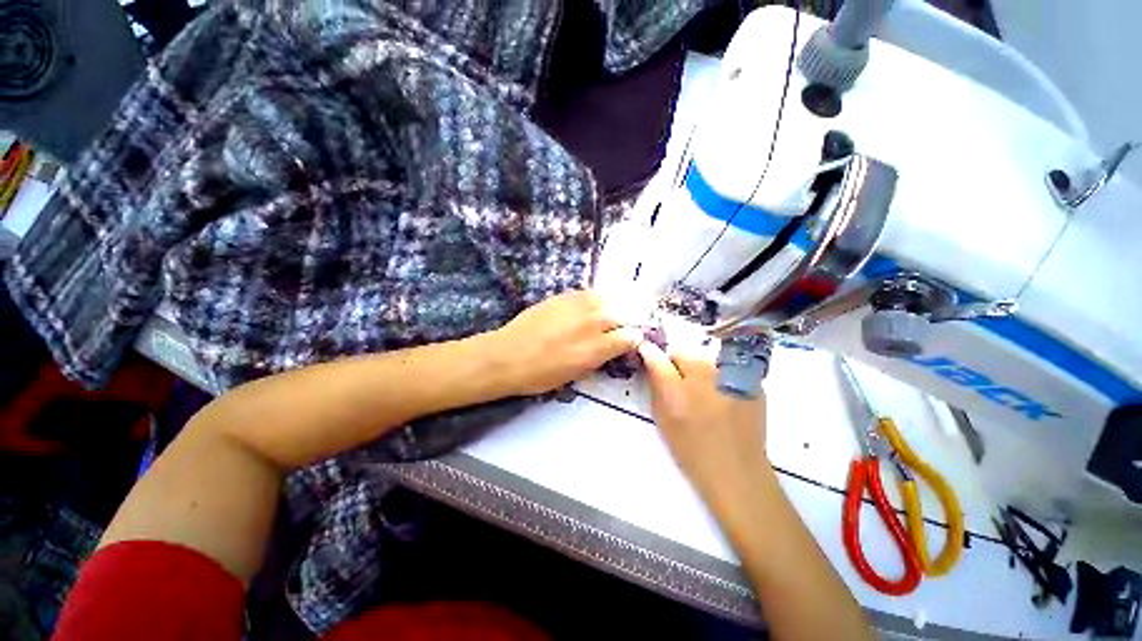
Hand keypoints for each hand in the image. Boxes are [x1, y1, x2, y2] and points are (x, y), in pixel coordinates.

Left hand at [492, 290, 640, 395]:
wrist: (508, 356)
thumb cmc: (540, 375)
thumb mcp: (575, 374)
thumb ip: (598, 358)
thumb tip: (609, 348)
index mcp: (596, 349)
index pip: (630, 337)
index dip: (632, 340)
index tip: (627, 343)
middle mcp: (592, 323)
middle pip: (621, 315)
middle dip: (622, 323)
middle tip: (614, 330)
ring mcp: (577, 306)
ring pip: (607, 299)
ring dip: (609, 308)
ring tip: (602, 315)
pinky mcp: (563, 296)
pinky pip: (587, 293)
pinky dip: (592, 300)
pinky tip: (586, 307)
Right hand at [638, 340, 769, 503]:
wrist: (738, 472)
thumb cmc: (693, 452)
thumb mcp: (664, 422)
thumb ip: (656, 389)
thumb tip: (652, 366)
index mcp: (678, 391)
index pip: (657, 358)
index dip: (649, 353)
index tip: (646, 352)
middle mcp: (705, 377)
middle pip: (683, 352)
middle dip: (676, 362)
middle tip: (678, 381)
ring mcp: (731, 378)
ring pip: (704, 359)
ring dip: (697, 369)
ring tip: (703, 391)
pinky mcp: (750, 382)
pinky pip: (725, 369)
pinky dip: (718, 377)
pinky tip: (722, 398)